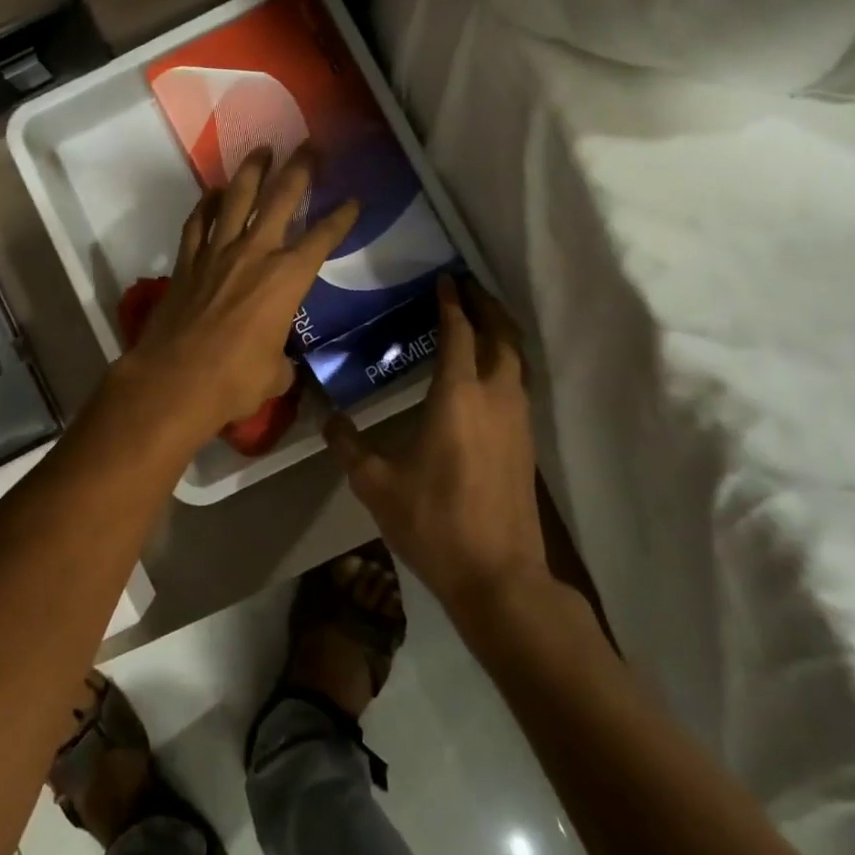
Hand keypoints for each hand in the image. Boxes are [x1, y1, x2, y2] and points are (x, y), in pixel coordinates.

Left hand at [120, 150, 357, 442]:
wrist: (174, 380)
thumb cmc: (234, 380)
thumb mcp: (275, 375)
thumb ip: (282, 360)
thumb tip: (279, 362)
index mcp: (287, 278)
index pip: (322, 238)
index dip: (341, 218)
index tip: (353, 200)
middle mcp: (255, 253)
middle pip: (281, 198)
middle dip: (300, 168)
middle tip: (311, 145)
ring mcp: (216, 252)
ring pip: (236, 198)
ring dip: (252, 170)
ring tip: (262, 149)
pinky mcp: (186, 261)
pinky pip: (198, 222)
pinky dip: (206, 204)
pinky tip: (213, 193)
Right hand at [324, 275, 544, 615]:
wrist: (499, 576)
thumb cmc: (434, 522)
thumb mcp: (377, 485)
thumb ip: (349, 447)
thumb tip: (327, 419)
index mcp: (458, 396)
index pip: (459, 333)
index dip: (450, 303)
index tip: (443, 279)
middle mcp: (495, 397)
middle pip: (501, 334)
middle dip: (485, 305)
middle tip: (465, 285)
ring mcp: (518, 419)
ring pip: (516, 357)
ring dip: (499, 330)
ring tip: (478, 317)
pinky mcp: (527, 441)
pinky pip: (518, 381)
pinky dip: (505, 359)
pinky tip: (486, 370)